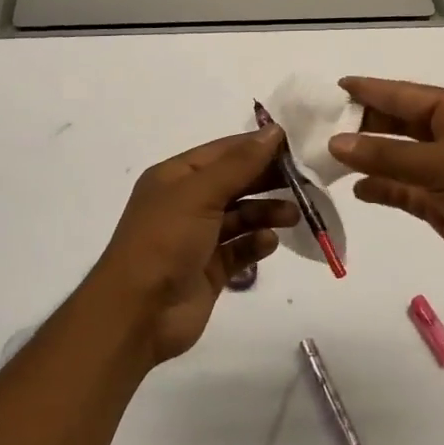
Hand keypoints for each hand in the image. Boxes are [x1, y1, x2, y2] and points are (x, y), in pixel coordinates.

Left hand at [87, 126, 299, 362]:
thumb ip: (239, 164)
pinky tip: (269, 242)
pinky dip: (256, 243)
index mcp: (175, 177)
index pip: (223, 151)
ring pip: (240, 216)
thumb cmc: (164, 241)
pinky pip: (240, 249)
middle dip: (267, 180)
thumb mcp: (200, 193)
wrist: (138, 313)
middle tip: (305, 181)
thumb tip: (273, 131)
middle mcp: (186, 203)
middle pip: (235, 182)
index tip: (295, 145)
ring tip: (293, 216)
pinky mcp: (210, 270)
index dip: (256, 146)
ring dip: (266, 212)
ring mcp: (198, 238)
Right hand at [328, 76, 443, 310]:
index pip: (405, 95)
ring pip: (397, 159)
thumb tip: (336, 142)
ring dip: (367, 158)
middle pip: (398, 125)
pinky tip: (357, 190)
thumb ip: (388, 155)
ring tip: (326, 157)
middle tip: (319, 125)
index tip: (334, 87)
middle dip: (363, 125)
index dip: (370, 90)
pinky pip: (403, 191)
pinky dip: (381, 189)